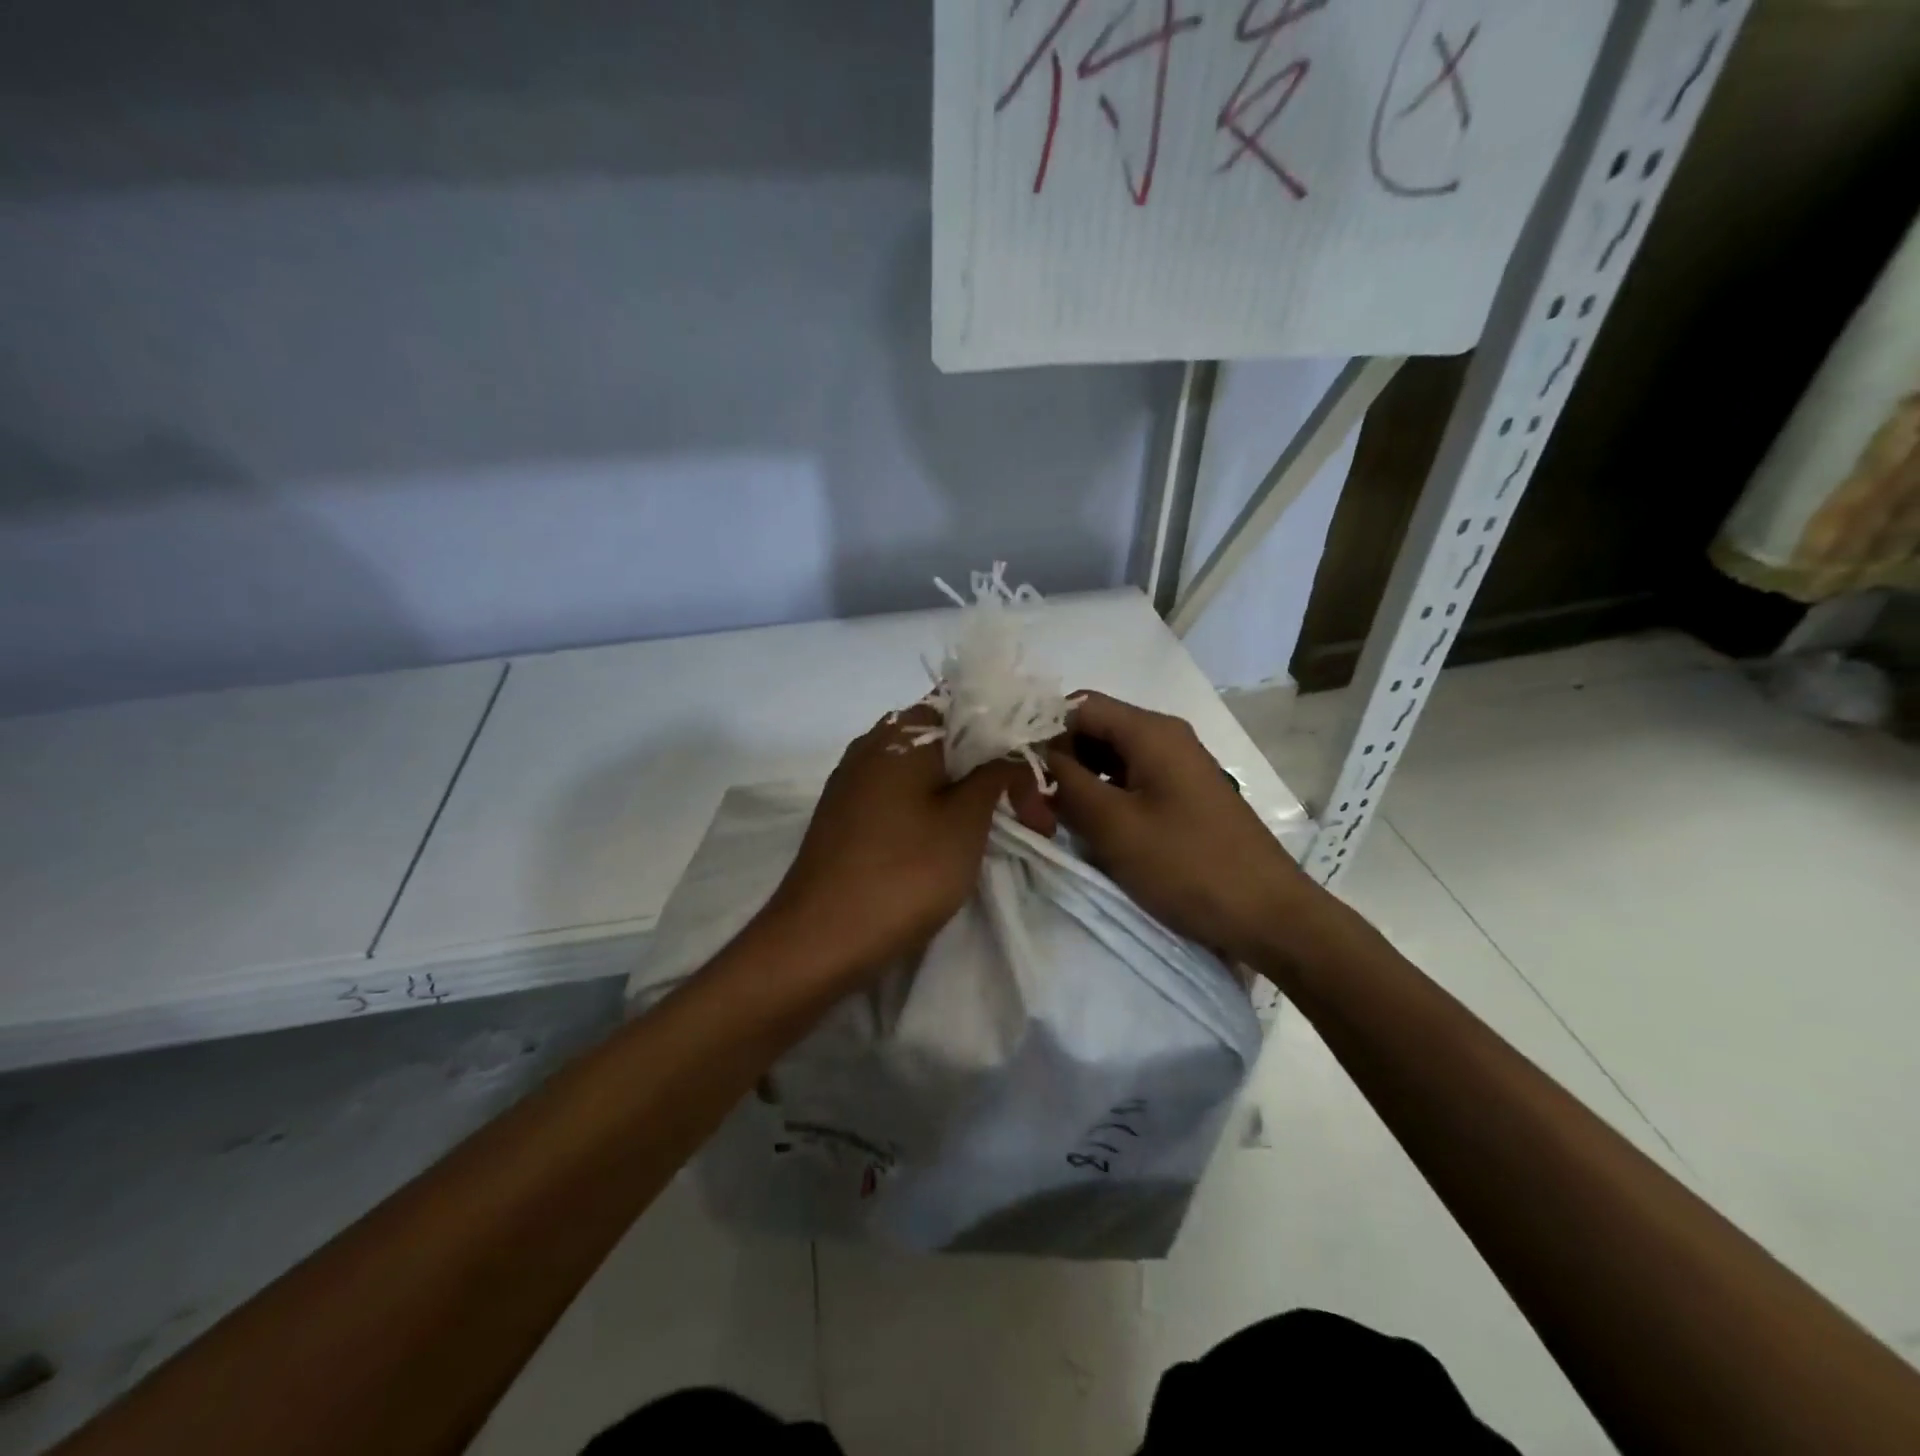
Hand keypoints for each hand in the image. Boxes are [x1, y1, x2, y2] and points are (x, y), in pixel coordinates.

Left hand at [758, 705, 1049, 987]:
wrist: (817, 941)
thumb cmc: (903, 874)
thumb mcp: (965, 822)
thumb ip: (994, 774)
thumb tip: (1011, 748)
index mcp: (902, 732)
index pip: (966, 704)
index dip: (1007, 731)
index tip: (1034, 769)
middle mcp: (872, 743)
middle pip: (946, 738)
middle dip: (990, 768)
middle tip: (1029, 813)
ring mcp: (853, 779)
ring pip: (923, 769)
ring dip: (964, 791)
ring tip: (998, 827)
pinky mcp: (844, 814)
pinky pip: (900, 793)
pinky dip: (932, 806)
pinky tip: (951, 838)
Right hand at [1045, 691, 1315, 963]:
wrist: (1269, 916)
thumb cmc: (1188, 866)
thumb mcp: (1114, 826)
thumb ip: (1066, 784)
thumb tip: (1033, 756)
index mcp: (1152, 732)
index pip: (1079, 706)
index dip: (1043, 732)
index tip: (1019, 774)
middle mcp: (1166, 738)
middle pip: (1095, 730)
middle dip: (1060, 762)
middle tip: (1034, 807)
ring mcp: (1179, 767)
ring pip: (1111, 758)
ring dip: (1080, 784)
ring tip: (1058, 822)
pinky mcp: (1184, 796)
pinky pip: (1132, 782)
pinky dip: (1105, 799)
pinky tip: (1093, 831)